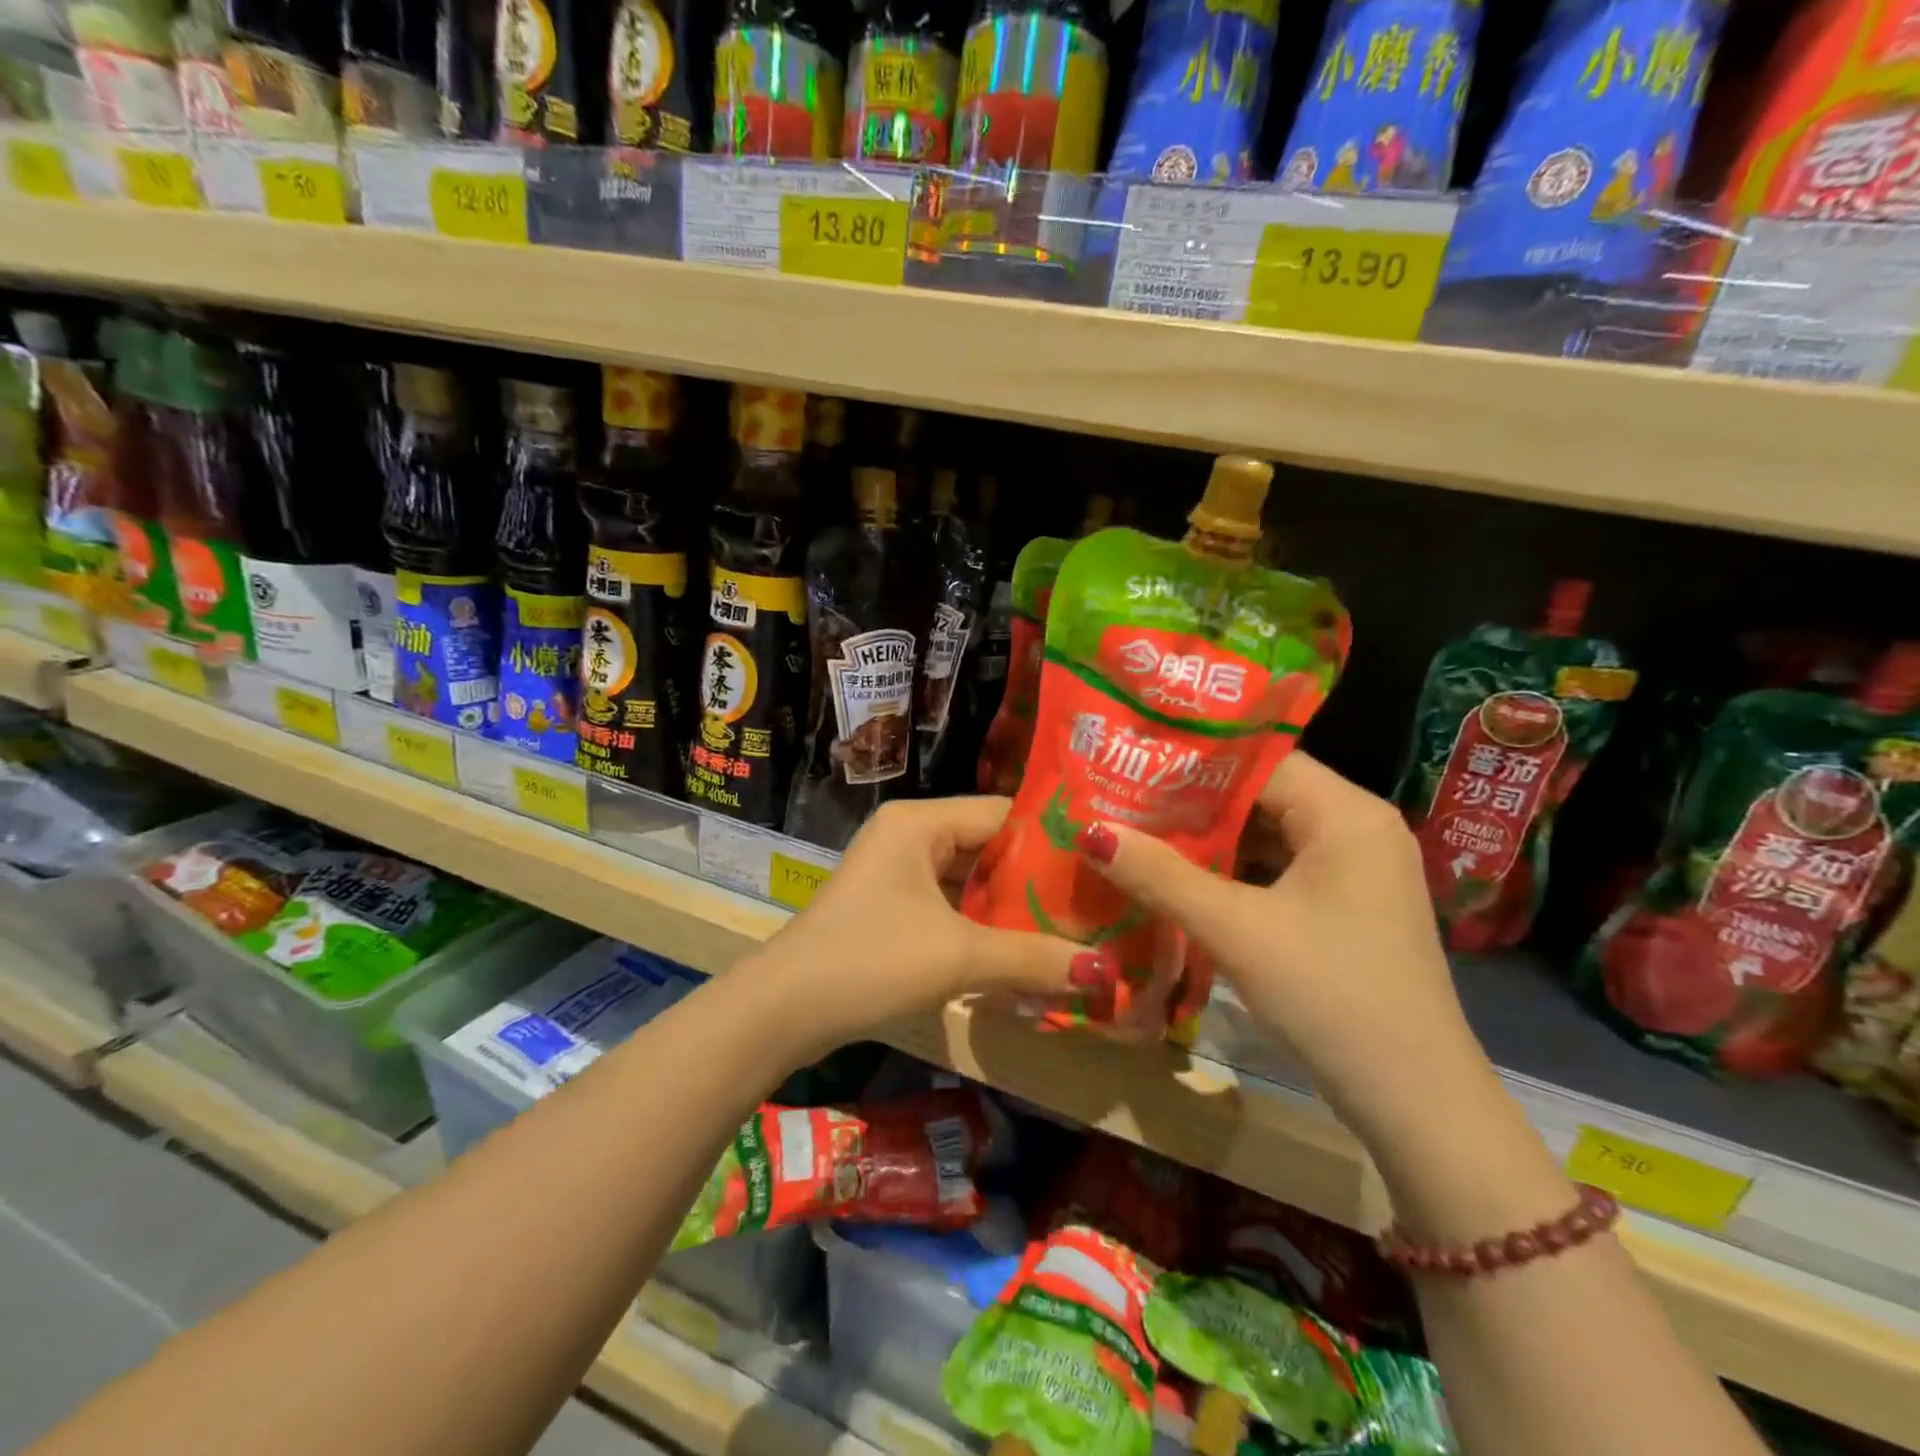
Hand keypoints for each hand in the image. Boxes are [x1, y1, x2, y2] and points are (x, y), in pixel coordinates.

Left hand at [745, 797, 1106, 1054]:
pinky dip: (980, 924)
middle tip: (1093, 902)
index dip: (1053, 839)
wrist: (784, 1010)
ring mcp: (895, 871)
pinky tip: (1019, 948)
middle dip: (1035, 879)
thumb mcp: (958, 956)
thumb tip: (1105, 973)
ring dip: (1009, 906)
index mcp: (920, 822)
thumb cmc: (872, 961)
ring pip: (968, 879)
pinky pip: (948, 903)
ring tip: (1069, 926)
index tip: (1101, 865)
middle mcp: (908, 834)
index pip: (1003, 813)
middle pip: (987, 846)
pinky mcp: (889, 905)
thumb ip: (1032, 958)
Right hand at [1076, 752, 1497, 1145]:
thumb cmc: (1330, 996)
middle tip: (1126, 801)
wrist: (1416, 1101)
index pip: (1259, 760)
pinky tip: (1189, 879)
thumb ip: (1160, 875)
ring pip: (1271, 832)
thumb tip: (1091, 830)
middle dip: (1194, 801)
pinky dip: (1238, 870)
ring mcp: (1360, 867)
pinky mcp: (1351, 903)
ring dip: (1212, 838)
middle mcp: (1360, 826)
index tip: (1132, 767)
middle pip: (1264, 793)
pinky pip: (1284, 866)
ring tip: (1144, 833)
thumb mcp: (1235, 930)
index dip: (1192, 763)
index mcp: (1347, 813)